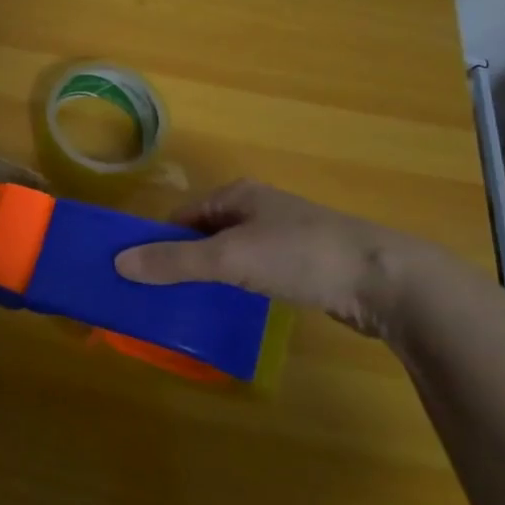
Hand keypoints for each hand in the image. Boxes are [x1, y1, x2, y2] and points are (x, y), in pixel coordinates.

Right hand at [113, 180, 437, 342]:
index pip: (181, 215)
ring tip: (191, 306)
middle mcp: (258, 209)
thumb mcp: (229, 258)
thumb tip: (118, 263)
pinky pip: (256, 273)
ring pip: (232, 256)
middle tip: (160, 294)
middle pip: (204, 235)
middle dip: (183, 261)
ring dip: (211, 277)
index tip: (140, 272)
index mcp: (237, 195)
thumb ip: (174, 262)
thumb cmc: (300, 255)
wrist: (386, 281)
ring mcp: (285, 237)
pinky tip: (236, 309)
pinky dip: (240, 288)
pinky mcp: (305, 266)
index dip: (158, 240)